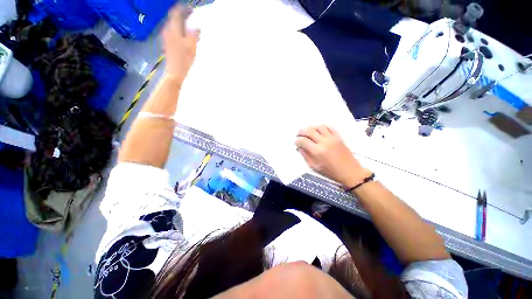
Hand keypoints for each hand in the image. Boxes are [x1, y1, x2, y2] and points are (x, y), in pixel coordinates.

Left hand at [162, 6, 198, 83]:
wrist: (175, 72)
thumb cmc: (184, 60)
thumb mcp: (192, 47)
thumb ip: (193, 34)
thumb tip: (196, 26)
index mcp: (173, 29)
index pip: (176, 13)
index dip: (183, 9)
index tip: (192, 10)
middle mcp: (168, 30)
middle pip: (174, 18)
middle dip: (183, 16)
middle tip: (193, 18)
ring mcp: (167, 37)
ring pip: (174, 25)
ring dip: (182, 24)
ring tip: (191, 27)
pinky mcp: (168, 43)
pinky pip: (173, 32)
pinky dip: (180, 31)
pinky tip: (186, 36)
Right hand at [296, 125, 371, 187]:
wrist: (350, 171)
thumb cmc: (331, 171)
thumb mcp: (315, 167)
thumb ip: (306, 156)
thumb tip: (300, 148)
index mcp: (317, 151)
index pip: (303, 141)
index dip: (297, 141)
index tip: (296, 142)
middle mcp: (324, 142)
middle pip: (310, 131)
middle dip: (301, 131)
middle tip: (298, 133)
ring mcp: (332, 138)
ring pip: (319, 127)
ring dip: (311, 127)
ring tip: (308, 131)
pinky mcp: (339, 137)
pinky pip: (330, 127)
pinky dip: (322, 127)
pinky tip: (319, 130)